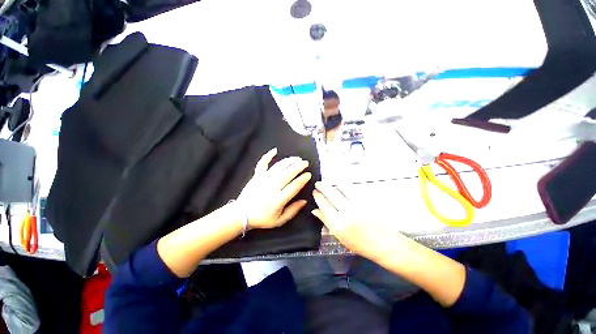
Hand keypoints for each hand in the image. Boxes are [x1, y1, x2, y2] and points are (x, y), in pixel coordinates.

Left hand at [236, 148, 311, 229]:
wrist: (242, 214)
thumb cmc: (262, 218)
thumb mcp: (279, 220)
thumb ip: (293, 211)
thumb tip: (304, 201)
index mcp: (279, 199)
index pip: (295, 186)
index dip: (303, 179)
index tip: (308, 174)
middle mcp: (273, 186)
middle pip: (289, 173)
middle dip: (299, 166)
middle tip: (305, 163)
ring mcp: (264, 179)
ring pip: (279, 166)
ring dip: (289, 161)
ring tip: (297, 158)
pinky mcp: (257, 175)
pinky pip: (263, 163)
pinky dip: (268, 155)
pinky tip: (275, 150)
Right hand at [312, 181, 406, 259]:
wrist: (383, 243)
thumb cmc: (359, 243)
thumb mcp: (339, 236)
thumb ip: (326, 221)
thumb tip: (314, 210)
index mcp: (337, 223)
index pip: (323, 204)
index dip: (317, 196)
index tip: (314, 191)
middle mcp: (345, 212)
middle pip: (330, 193)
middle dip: (322, 186)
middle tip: (318, 183)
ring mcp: (356, 205)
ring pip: (341, 189)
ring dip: (333, 186)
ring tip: (329, 186)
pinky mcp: (365, 201)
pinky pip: (351, 190)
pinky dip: (344, 187)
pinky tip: (341, 188)